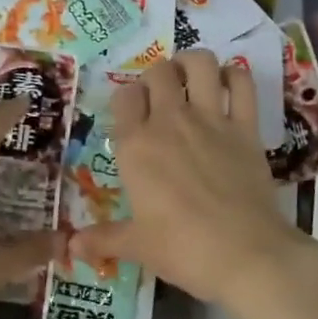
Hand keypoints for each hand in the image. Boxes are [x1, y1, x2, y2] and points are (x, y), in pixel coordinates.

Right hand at [73, 50, 311, 309]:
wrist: (246, 255)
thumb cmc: (183, 250)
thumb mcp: (137, 246)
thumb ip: (102, 239)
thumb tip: (70, 247)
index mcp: (135, 146)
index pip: (124, 97)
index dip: (127, 99)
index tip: (132, 114)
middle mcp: (170, 122)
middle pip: (158, 71)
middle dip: (156, 76)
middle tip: (160, 97)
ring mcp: (211, 120)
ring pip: (200, 63)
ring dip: (192, 63)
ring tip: (190, 78)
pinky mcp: (246, 127)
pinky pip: (242, 84)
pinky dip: (235, 76)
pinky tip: (228, 86)